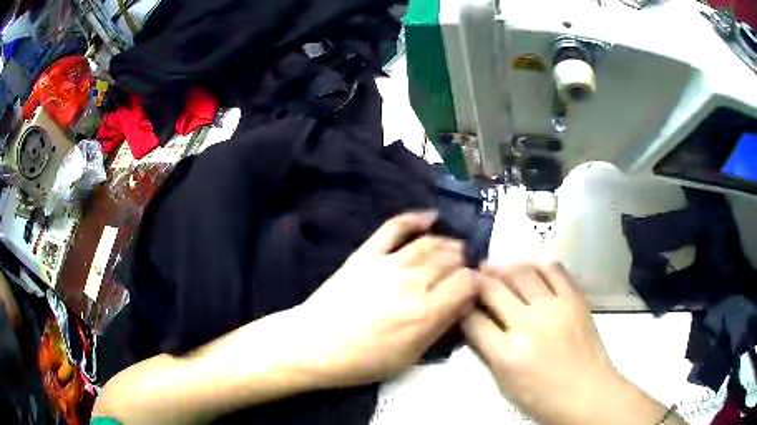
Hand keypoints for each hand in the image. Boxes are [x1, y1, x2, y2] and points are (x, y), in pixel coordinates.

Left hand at [296, 211, 478, 386]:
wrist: (314, 345)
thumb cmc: (363, 360)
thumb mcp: (410, 356)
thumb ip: (440, 327)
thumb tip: (462, 303)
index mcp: (425, 312)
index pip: (467, 282)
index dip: (476, 284)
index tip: (473, 291)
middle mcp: (412, 282)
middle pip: (452, 258)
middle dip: (463, 264)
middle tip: (461, 274)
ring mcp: (388, 263)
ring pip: (430, 242)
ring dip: (447, 244)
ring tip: (452, 252)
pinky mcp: (367, 254)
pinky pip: (395, 227)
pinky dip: (414, 218)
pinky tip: (430, 217)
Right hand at [462, 263, 668, 424]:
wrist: (587, 392)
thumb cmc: (542, 397)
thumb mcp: (504, 383)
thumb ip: (487, 351)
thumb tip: (476, 323)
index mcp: (507, 353)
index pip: (473, 319)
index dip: (462, 306)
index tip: (459, 299)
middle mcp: (529, 324)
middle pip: (494, 289)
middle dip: (477, 280)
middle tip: (472, 275)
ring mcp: (555, 307)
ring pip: (522, 272)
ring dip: (504, 268)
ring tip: (497, 269)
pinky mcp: (575, 298)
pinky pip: (554, 270)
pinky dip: (537, 266)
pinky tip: (530, 270)